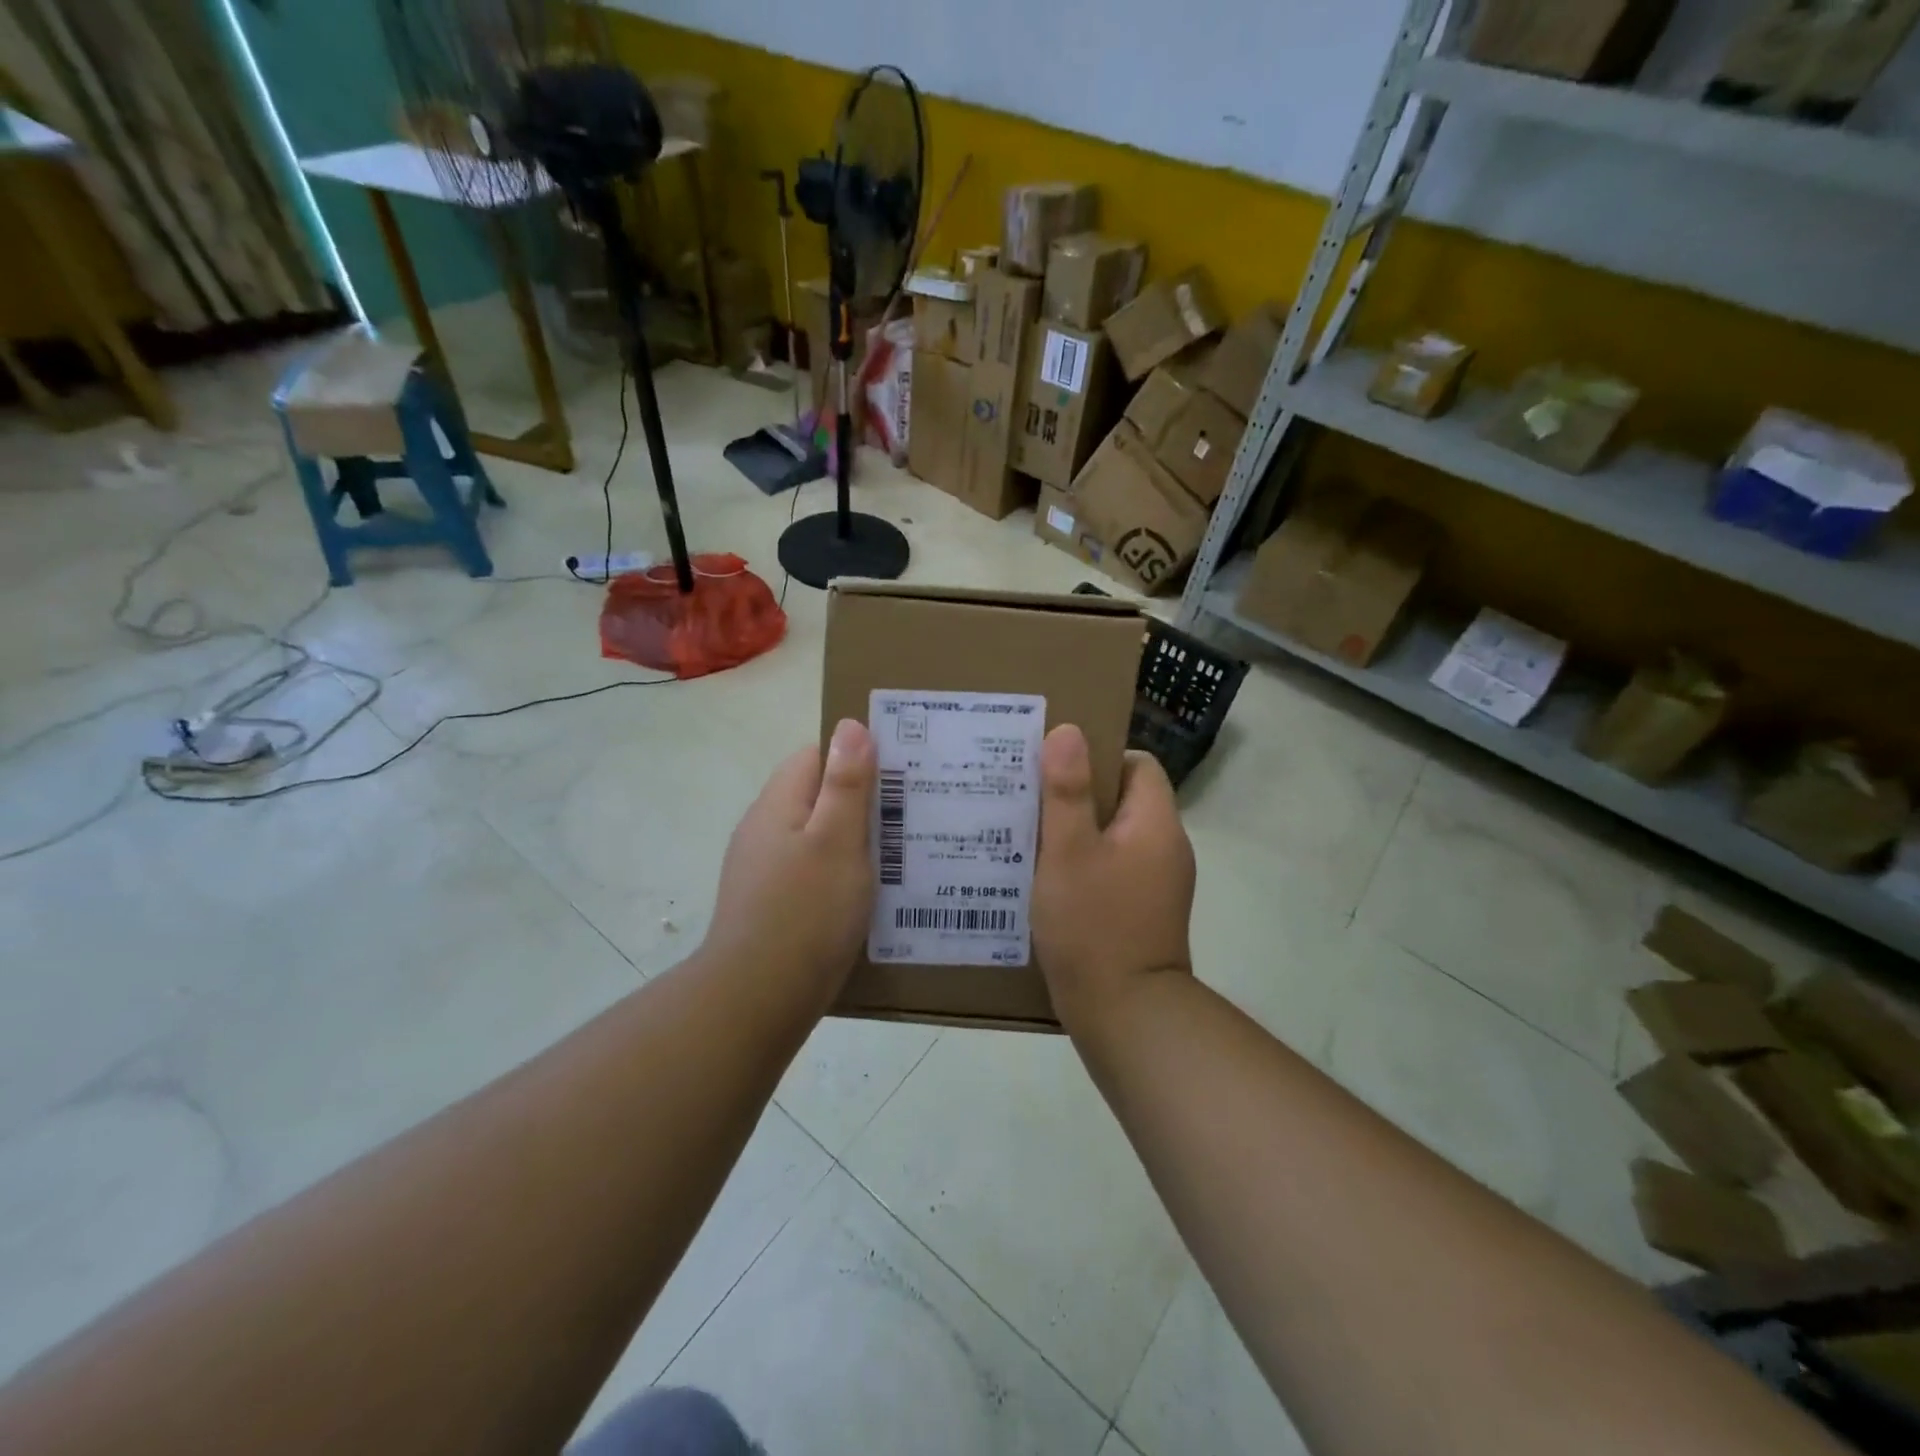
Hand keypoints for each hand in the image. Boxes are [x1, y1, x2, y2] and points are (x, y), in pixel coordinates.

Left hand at [701, 719, 877, 1005]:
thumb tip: (850, 725)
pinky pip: (813, 874)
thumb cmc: (805, 912)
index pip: (815, 756)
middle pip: (817, 797)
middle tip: (910, 816)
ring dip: (854, 843)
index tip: (898, 773)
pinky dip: (840, 876)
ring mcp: (764, 870)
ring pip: (817, 838)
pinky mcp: (772, 905)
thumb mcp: (837, 840)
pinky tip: (868, 896)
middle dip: (861, 802)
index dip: (855, 757)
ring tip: (900, 856)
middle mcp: (764, 830)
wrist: (757, 999)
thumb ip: (845, 783)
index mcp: (778, 805)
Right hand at [1032, 725, 1194, 1026]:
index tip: (1055, 769)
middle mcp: (1166, 849)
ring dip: (1077, 834)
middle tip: (1030, 798)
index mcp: (1156, 824)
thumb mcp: (1069, 851)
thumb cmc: (1093, 925)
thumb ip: (1067, 791)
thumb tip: (1069, 731)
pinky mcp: (1143, 913)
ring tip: (1028, 835)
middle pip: (1124, 800)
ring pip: (1114, 838)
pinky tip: (1046, 879)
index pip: (1138, 765)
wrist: (1125, 1015)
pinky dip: (1084, 867)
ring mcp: (1157, 885)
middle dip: (1078, 795)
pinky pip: (1113, 871)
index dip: (1098, 758)